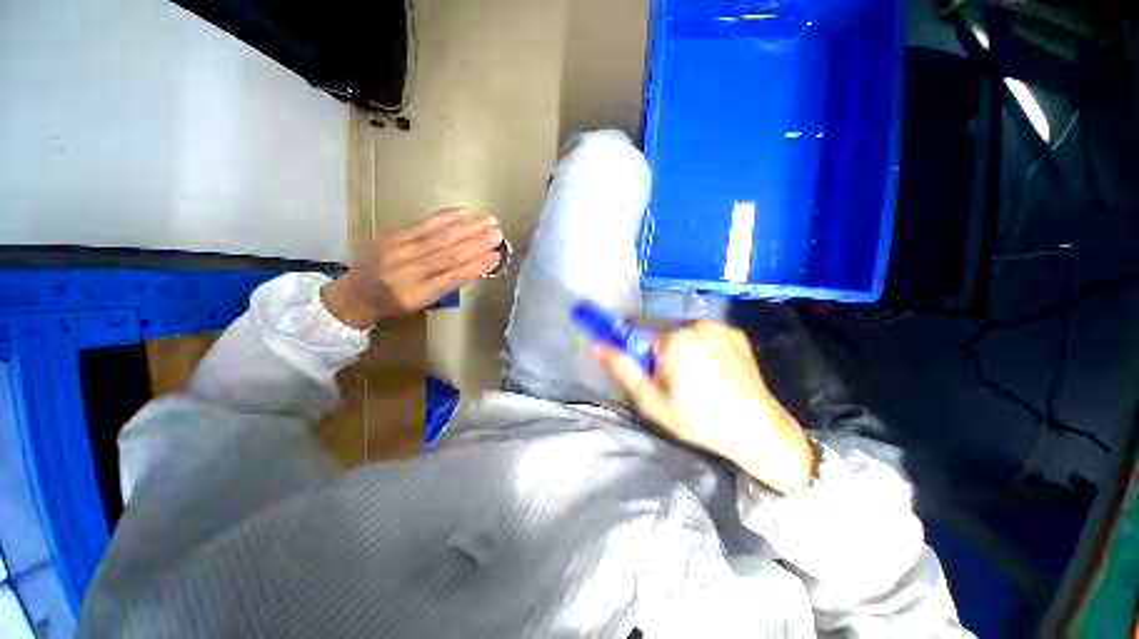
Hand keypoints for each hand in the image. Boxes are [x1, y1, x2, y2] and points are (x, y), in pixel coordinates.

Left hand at [322, 209, 502, 327]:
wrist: (354, 294)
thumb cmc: (394, 304)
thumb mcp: (421, 304)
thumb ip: (445, 286)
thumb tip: (475, 263)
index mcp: (415, 296)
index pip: (452, 278)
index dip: (476, 267)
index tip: (496, 257)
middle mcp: (405, 273)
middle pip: (447, 255)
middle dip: (476, 243)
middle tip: (498, 234)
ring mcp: (395, 252)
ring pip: (438, 237)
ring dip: (466, 228)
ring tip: (488, 221)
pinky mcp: (389, 236)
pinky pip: (420, 225)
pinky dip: (443, 218)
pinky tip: (461, 213)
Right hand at [595, 321, 814, 493]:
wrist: (760, 431)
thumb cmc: (699, 420)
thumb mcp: (651, 401)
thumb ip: (622, 369)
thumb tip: (597, 345)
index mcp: (674, 338)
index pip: (634, 324)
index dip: (626, 340)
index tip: (631, 359)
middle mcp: (696, 323)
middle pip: (657, 328)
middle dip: (652, 348)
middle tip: (664, 378)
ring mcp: (719, 326)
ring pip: (680, 331)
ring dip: (675, 347)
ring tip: (690, 377)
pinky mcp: (735, 333)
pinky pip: (702, 333)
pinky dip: (697, 346)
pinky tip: (710, 371)